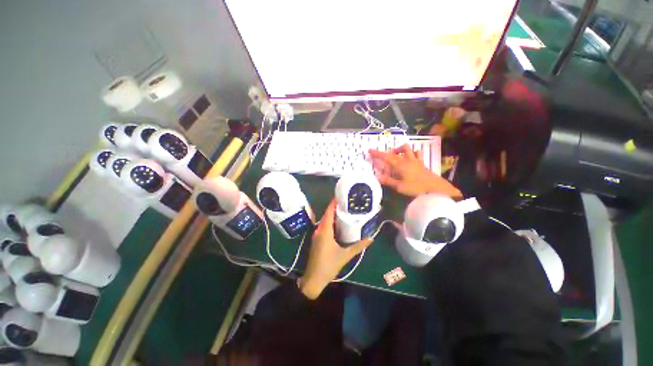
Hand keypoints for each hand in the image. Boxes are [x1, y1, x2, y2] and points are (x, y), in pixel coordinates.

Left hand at [299, 199, 372, 299]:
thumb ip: (358, 246)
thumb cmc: (328, 265)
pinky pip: (324, 226)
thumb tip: (371, 238)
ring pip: (325, 220)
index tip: (341, 195)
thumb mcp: (345, 255)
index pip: (329, 212)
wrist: (313, 279)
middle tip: (347, 202)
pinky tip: (339, 223)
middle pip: (327, 214)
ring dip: (333, 214)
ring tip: (345, 210)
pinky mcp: (317, 239)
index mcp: (325, 231)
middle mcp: (319, 229)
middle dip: (335, 207)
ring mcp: (317, 234)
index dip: (334, 203)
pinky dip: (331, 221)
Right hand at [369, 144, 462, 198]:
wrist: (436, 189)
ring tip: (396, 155)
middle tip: (382, 157)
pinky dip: (411, 153)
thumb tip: (377, 177)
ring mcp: (416, 161)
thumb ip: (388, 181)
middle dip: (387, 152)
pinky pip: (417, 154)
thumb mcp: (399, 187)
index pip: (386, 157)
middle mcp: (407, 160)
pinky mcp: (422, 163)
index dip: (377, 154)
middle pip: (395, 152)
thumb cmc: (416, 188)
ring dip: (400, 150)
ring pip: (407, 149)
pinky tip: (410, 158)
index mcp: (400, 165)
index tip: (370, 150)